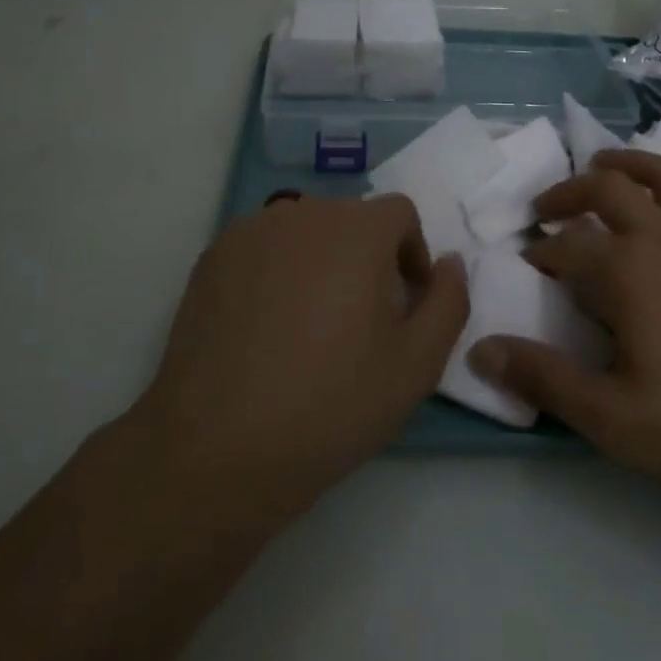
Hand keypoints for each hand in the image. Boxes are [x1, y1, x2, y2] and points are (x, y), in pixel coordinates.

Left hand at [132, 194, 467, 522]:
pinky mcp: (211, 258)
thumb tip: (449, 262)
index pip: (399, 213)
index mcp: (357, 230)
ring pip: (304, 232)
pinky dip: (276, 272)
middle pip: (350, 220)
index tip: (404, 302)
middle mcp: (302, 213)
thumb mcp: (417, 364)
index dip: (412, 253)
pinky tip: (265, 328)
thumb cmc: (331, 404)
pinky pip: (262, 249)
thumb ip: (449, 301)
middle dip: (366, 258)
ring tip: (310, 324)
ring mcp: (250, 232)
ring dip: (320, 262)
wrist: (217, 447)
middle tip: (360, 320)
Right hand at [469, 150, 660, 507]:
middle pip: (608, 189)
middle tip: (545, 208)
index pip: (566, 247)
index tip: (524, 266)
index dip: (539, 254)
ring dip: (626, 165)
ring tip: (603, 168)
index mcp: (627, 270)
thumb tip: (480, 350)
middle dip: (569, 192)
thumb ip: (545, 379)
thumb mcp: (614, 418)